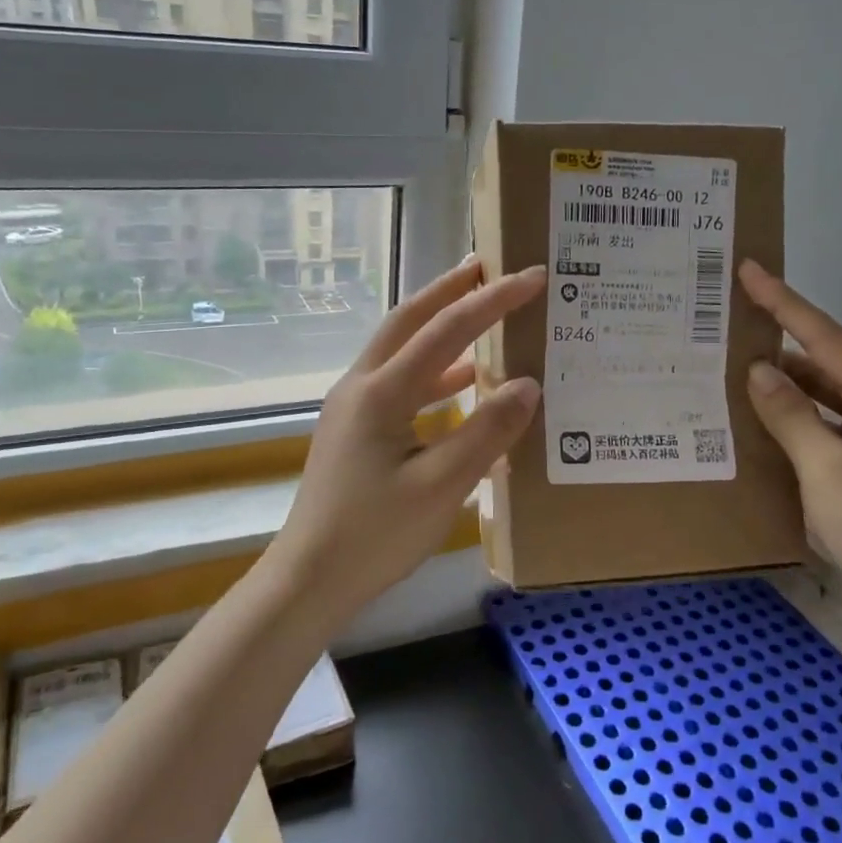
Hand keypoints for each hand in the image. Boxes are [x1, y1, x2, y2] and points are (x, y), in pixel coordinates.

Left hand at [274, 257, 544, 615]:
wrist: (310, 578)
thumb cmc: (375, 535)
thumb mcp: (441, 487)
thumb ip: (486, 432)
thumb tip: (528, 384)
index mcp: (381, 392)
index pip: (445, 330)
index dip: (491, 300)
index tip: (531, 276)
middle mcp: (362, 386)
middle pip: (409, 319)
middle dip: (451, 289)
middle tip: (488, 264)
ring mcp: (354, 406)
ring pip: (401, 347)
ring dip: (440, 324)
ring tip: (479, 309)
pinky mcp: (356, 428)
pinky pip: (400, 381)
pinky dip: (435, 370)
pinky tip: (464, 381)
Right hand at [739, 260, 841, 643]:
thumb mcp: (827, 468)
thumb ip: (790, 415)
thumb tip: (758, 370)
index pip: (823, 337)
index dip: (785, 302)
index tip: (749, 271)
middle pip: (820, 363)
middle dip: (777, 341)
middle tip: (727, 325)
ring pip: (816, 399)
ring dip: (779, 386)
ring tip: (729, 371)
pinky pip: (815, 431)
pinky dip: (787, 422)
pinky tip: (754, 425)